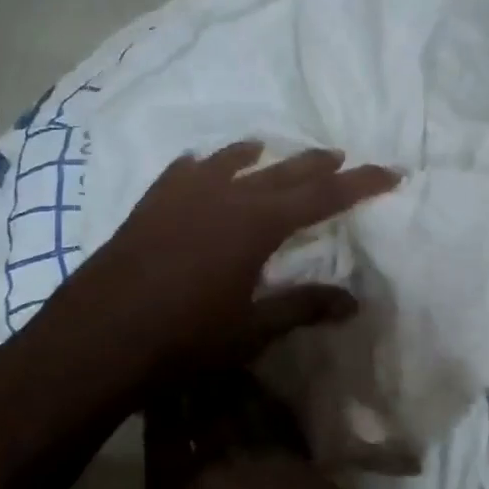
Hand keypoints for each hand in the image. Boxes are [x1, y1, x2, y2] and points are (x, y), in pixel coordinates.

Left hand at [35, 142, 399, 389]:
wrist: (99, 337)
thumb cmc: (184, 339)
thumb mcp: (251, 329)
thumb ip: (302, 308)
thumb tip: (352, 302)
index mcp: (257, 224)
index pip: (322, 196)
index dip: (359, 184)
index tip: (389, 172)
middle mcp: (225, 195)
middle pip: (282, 171)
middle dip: (316, 165)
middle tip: (340, 157)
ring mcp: (183, 194)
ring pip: (231, 161)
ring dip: (259, 156)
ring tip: (271, 148)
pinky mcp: (151, 203)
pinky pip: (185, 171)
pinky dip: (205, 164)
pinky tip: (203, 164)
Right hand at [143, 369, 407, 488]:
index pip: (159, 445)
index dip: (158, 412)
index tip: (158, 389)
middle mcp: (212, 473)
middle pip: (197, 410)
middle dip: (191, 380)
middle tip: (189, 360)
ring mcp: (262, 458)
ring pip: (238, 403)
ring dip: (228, 381)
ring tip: (221, 362)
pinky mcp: (301, 455)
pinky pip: (274, 417)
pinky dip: (265, 401)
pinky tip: (261, 392)